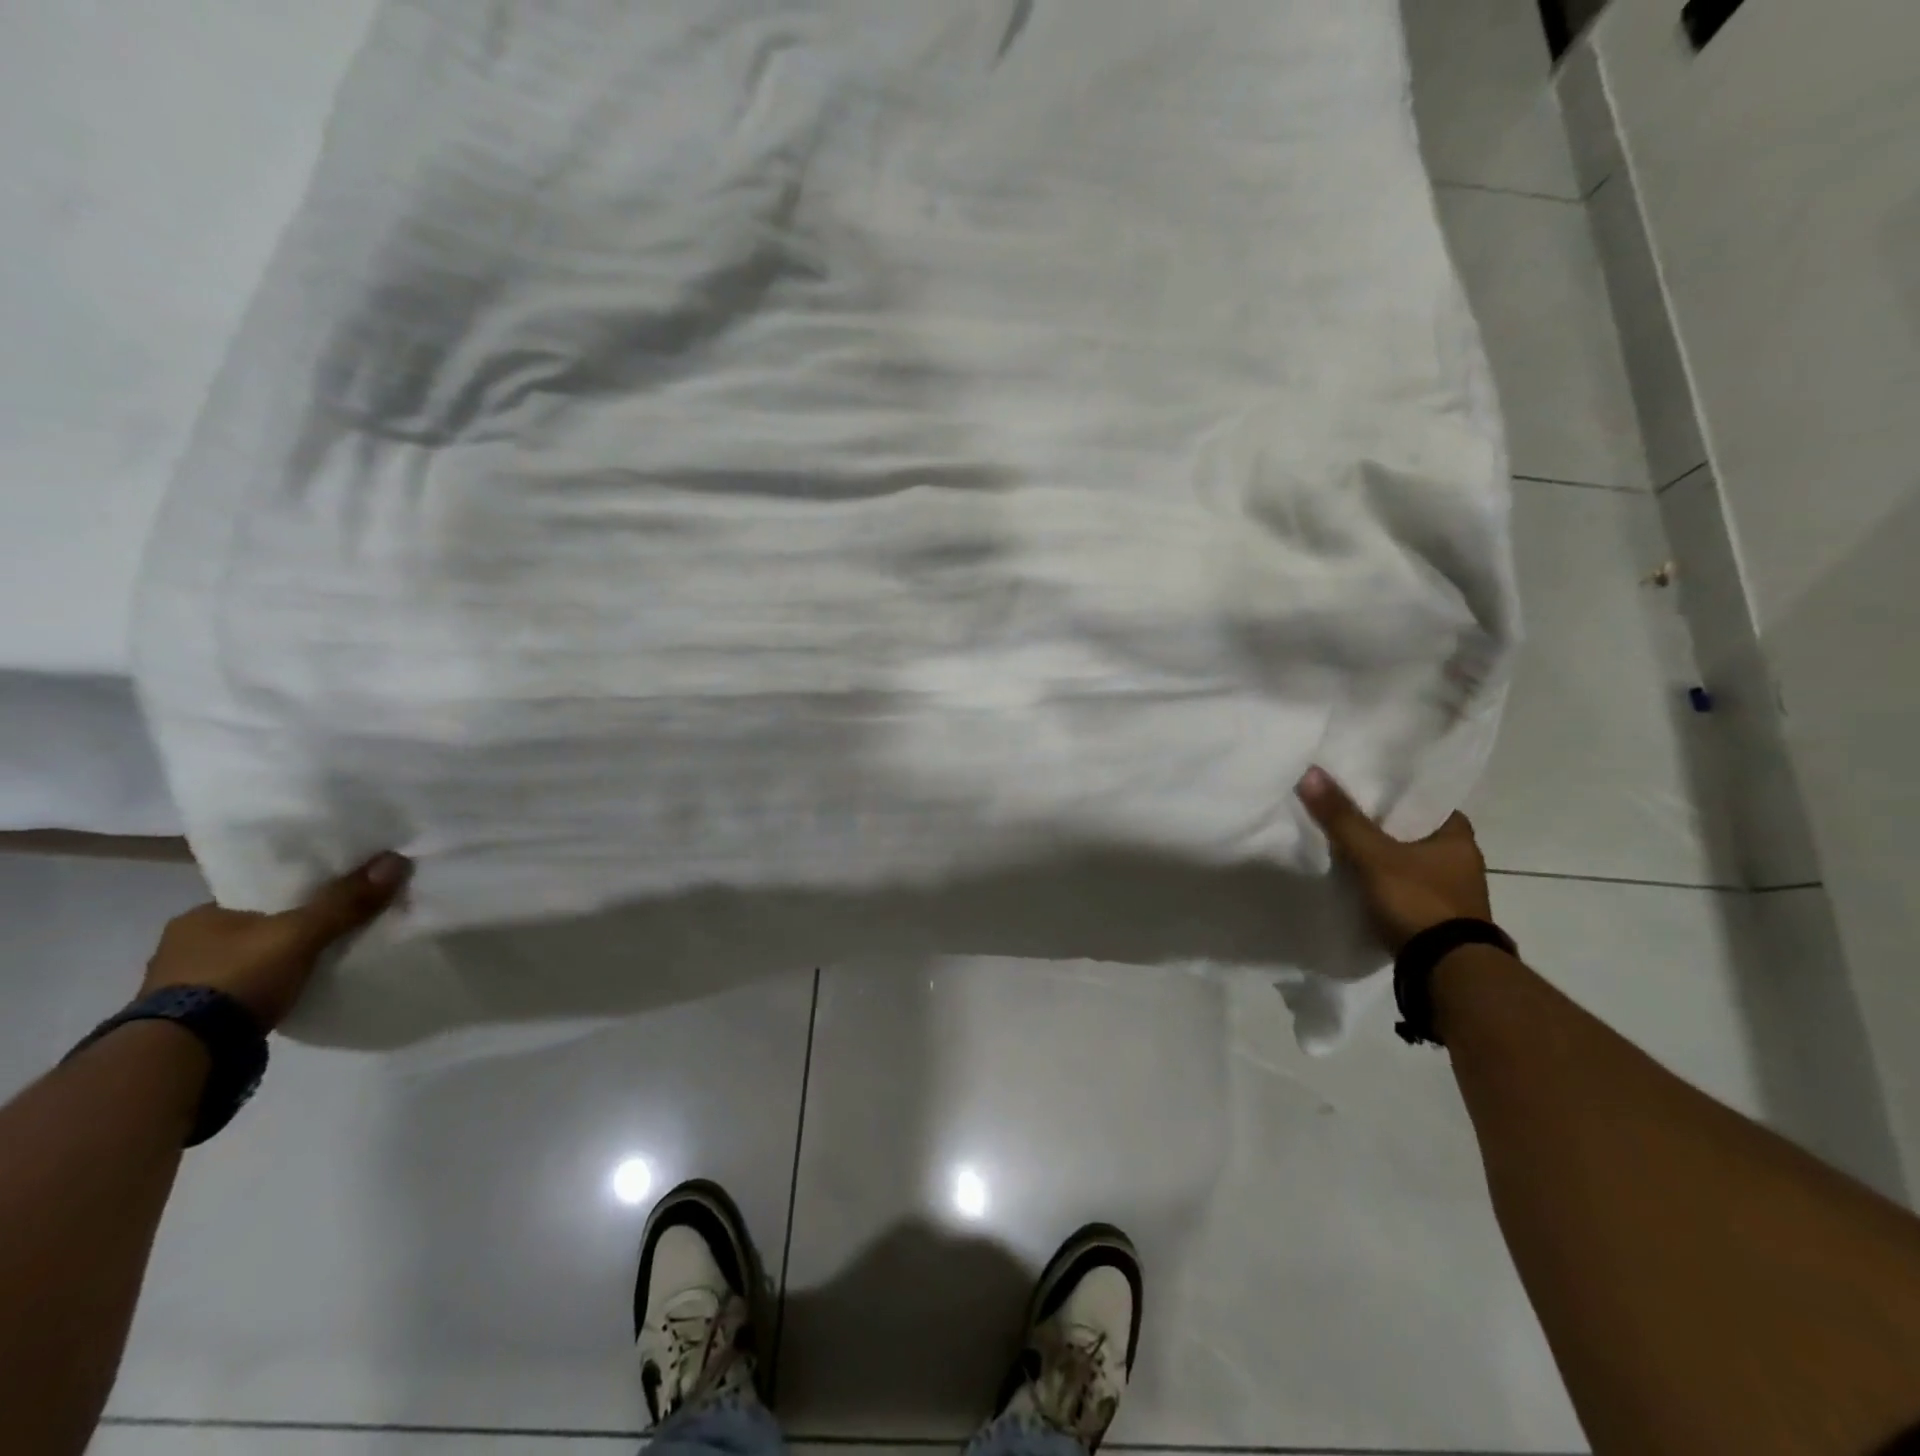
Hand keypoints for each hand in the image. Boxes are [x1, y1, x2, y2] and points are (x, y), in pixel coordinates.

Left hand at [139, 853, 412, 1029]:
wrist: (184, 1054)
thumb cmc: (236, 977)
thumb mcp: (301, 934)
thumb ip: (346, 901)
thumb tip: (395, 860)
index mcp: (199, 916)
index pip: (257, 894)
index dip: (295, 894)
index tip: (328, 897)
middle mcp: (182, 945)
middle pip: (254, 927)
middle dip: (287, 929)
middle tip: (331, 928)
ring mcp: (181, 986)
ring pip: (246, 960)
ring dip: (275, 961)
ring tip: (317, 961)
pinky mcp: (192, 1018)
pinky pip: (243, 990)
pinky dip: (266, 988)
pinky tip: (290, 991)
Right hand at [1295, 766, 1491, 953]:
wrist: (1446, 970)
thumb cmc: (1418, 900)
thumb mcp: (1373, 855)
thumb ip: (1342, 818)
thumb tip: (1311, 772)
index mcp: (1458, 836)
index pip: (1422, 800)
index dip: (1392, 793)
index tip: (1360, 787)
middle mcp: (1462, 859)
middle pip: (1412, 830)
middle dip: (1382, 825)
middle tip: (1343, 812)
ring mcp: (1451, 891)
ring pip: (1407, 860)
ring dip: (1382, 855)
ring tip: (1343, 844)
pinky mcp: (1436, 916)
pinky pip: (1403, 886)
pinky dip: (1383, 881)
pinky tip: (1357, 878)